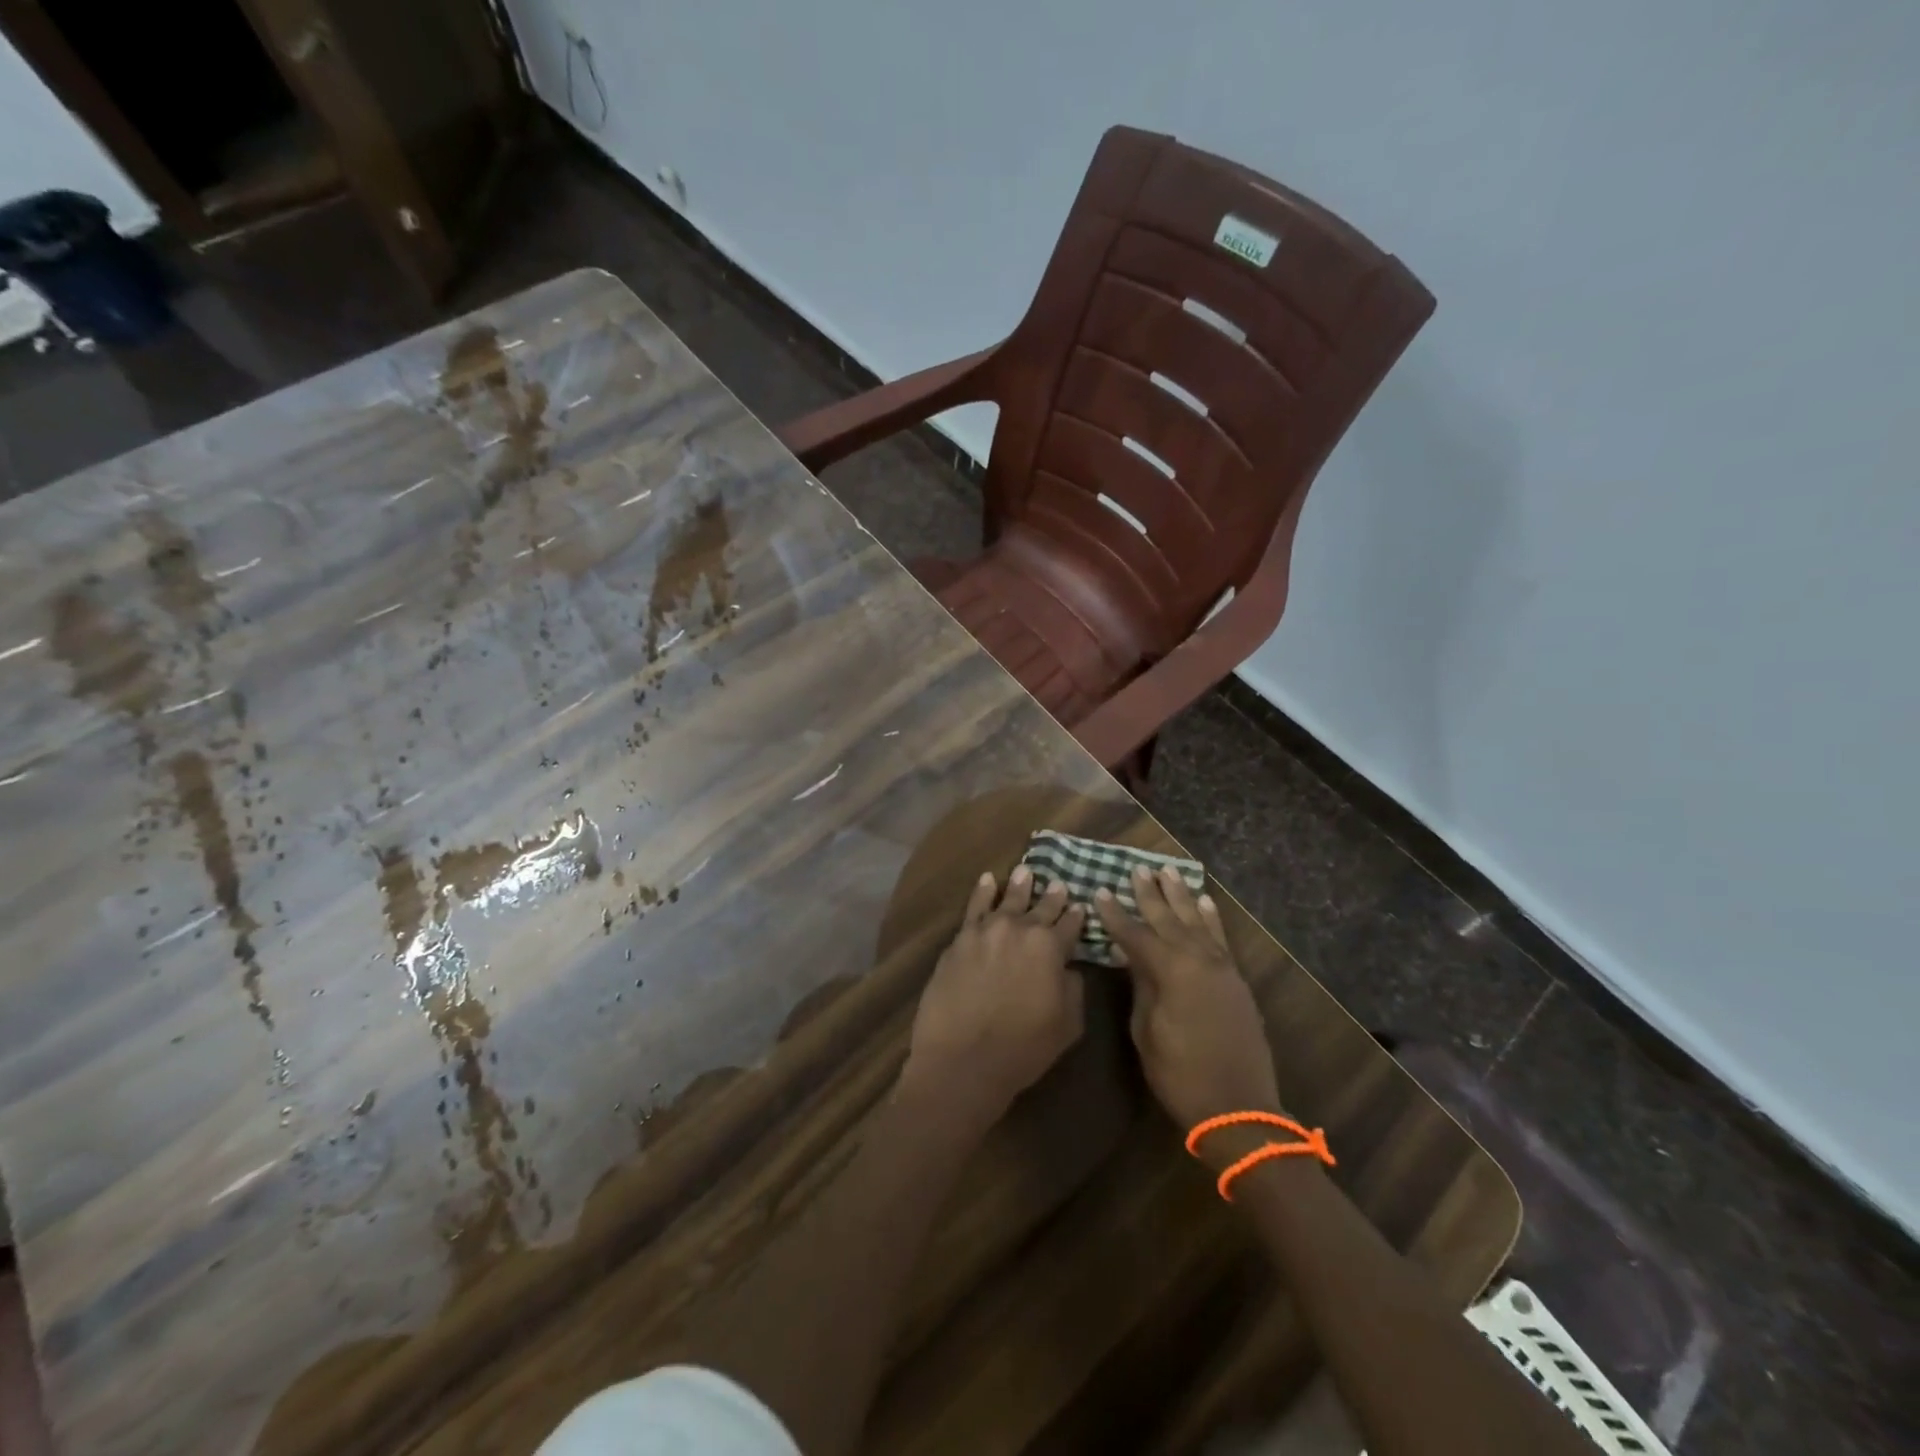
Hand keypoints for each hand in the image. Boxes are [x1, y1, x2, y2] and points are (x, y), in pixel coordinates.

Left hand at [900, 867, 1087, 1129]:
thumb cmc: (1024, 1048)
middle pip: (1040, 907)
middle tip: (1058, 883)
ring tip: (1025, 871)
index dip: (1076, 916)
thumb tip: (1069, 968)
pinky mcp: (959, 940)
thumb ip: (1074, 989)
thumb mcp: (1068, 1024)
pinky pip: (974, 907)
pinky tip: (987, 880)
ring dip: (1018, 885)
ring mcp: (986, 931)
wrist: (963, 1059)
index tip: (1080, 906)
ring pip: (1007, 899)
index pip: (1070, 925)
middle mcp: (1020, 929)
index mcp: (1051, 947)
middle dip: (1051, 896)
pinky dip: (982, 891)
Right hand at [1094, 868, 1283, 1165]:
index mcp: (1171, 971)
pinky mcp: (1236, 980)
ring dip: (1181, 896)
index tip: (1099, 891)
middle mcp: (1198, 960)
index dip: (1115, 914)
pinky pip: (1221, 938)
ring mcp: (1222, 968)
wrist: (1239, 1108)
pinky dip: (1212, 918)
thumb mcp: (1146, 1031)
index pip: (1136, 934)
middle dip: (1150, 894)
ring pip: (1197, 921)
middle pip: (1169, 919)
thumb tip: (1133, 956)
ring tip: (1169, 872)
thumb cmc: (1180, 1074)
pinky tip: (1205, 902)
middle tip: (1137, 869)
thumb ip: (1141, 987)